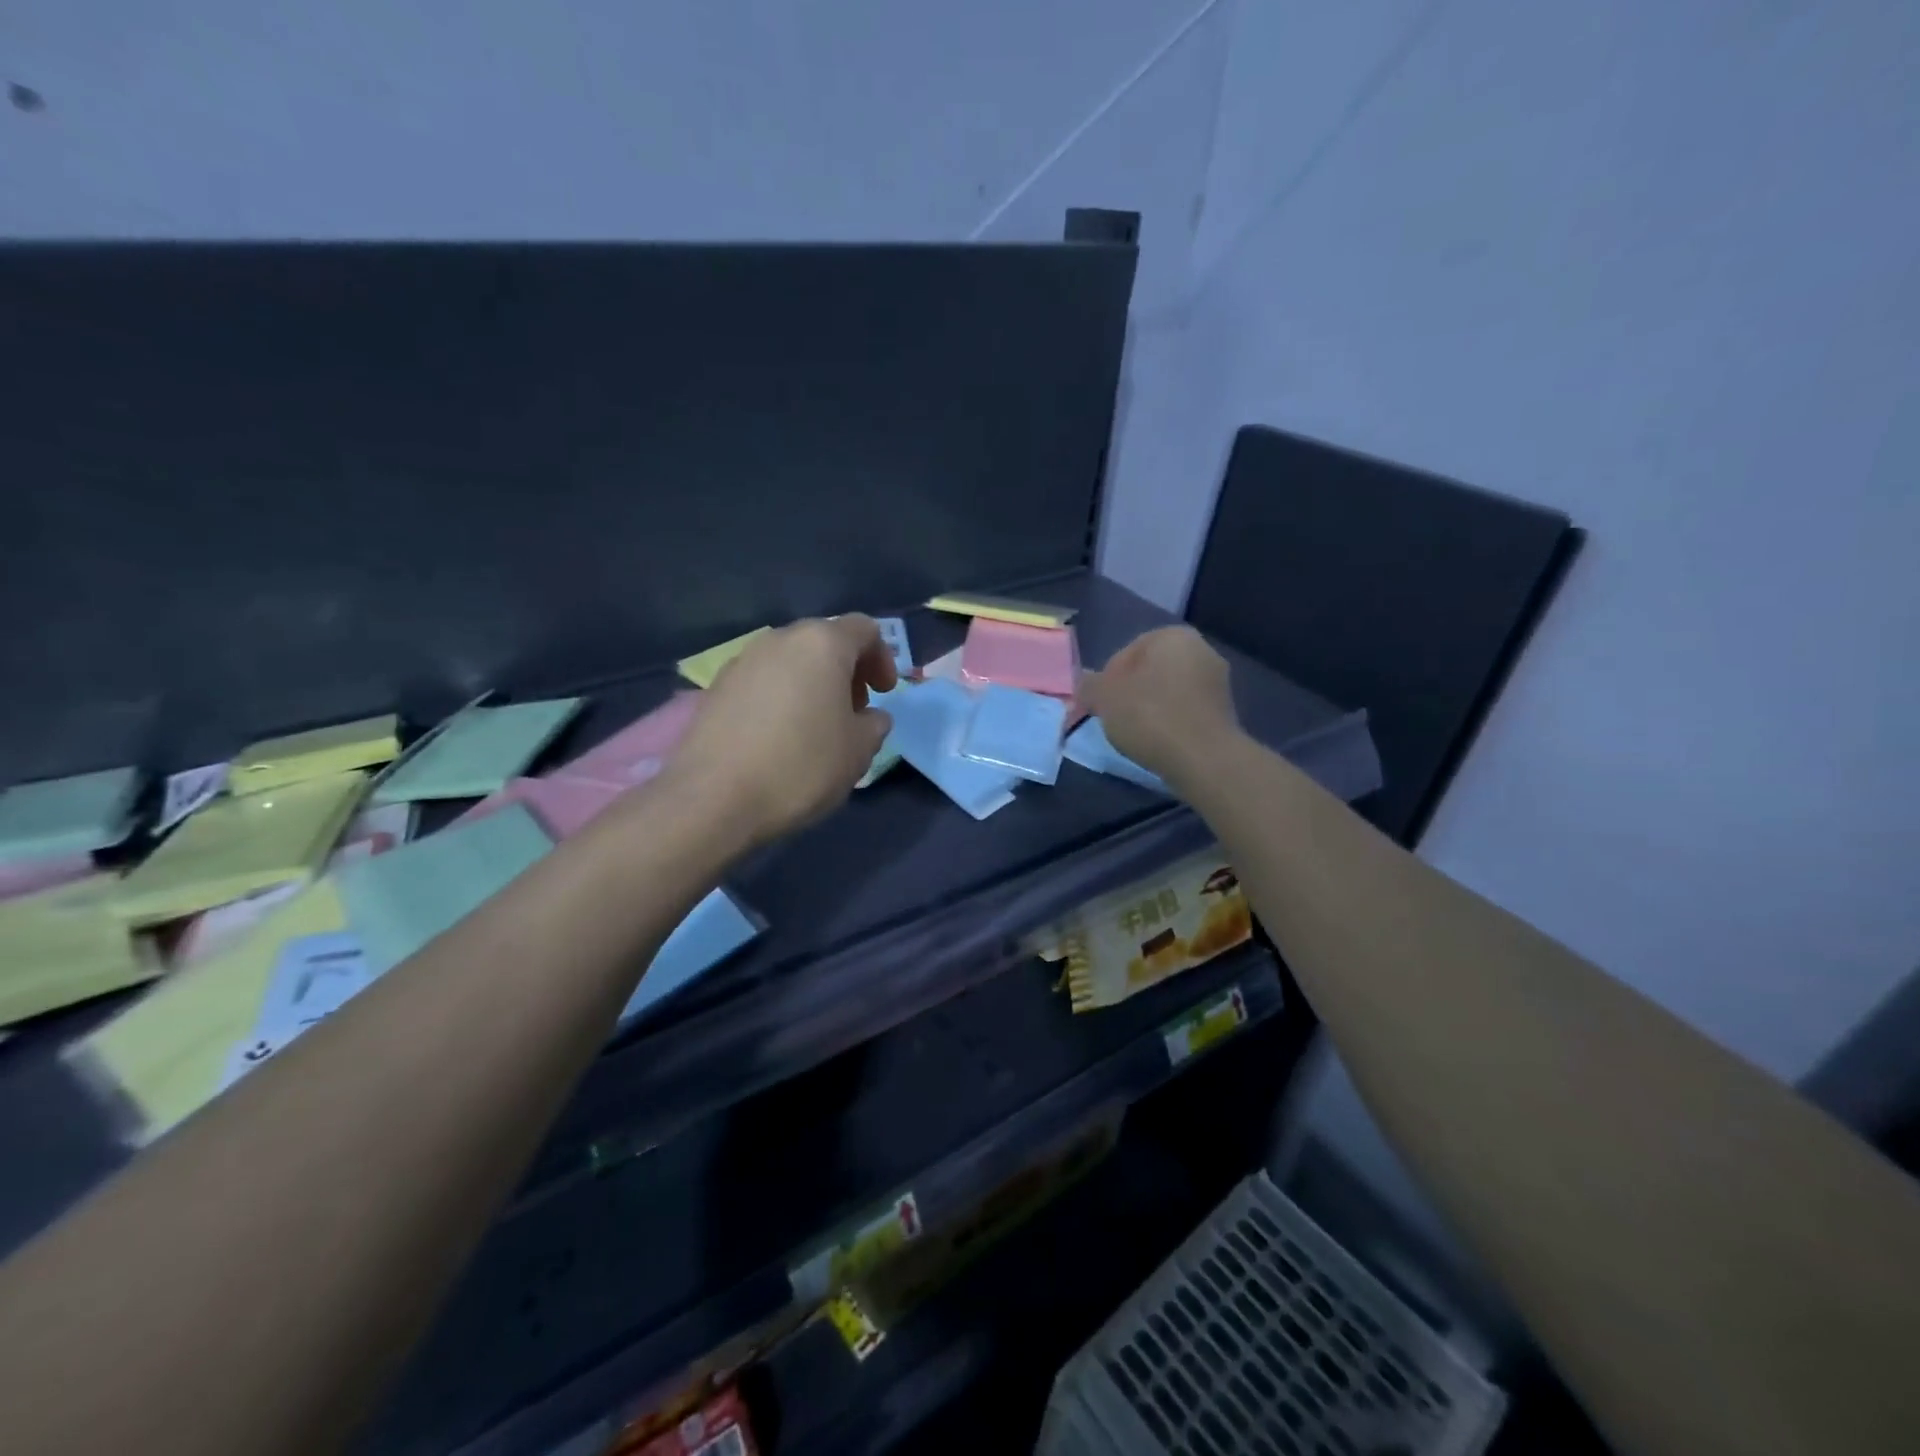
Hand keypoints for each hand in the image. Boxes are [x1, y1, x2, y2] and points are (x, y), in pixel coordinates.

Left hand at [667, 616, 897, 848]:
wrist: (713, 798)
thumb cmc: (801, 766)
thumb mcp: (858, 751)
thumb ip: (874, 725)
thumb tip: (869, 717)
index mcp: (822, 644)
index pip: (864, 630)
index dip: (882, 658)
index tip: (883, 694)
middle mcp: (780, 640)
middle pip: (824, 641)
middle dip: (846, 671)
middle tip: (854, 711)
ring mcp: (742, 661)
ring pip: (790, 661)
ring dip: (811, 684)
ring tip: (816, 727)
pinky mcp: (715, 688)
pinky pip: (762, 682)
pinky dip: (780, 697)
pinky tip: (779, 738)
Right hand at [1078, 627, 1240, 784]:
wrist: (1204, 759)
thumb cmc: (1150, 716)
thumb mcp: (1105, 698)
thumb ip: (1089, 685)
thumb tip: (1084, 683)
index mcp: (1173, 636)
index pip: (1127, 652)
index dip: (1106, 679)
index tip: (1098, 704)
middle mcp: (1201, 649)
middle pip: (1150, 670)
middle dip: (1129, 692)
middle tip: (1113, 718)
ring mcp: (1217, 681)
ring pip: (1168, 691)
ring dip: (1149, 708)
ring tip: (1134, 734)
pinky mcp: (1225, 712)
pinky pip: (1185, 711)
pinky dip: (1169, 722)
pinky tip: (1158, 742)